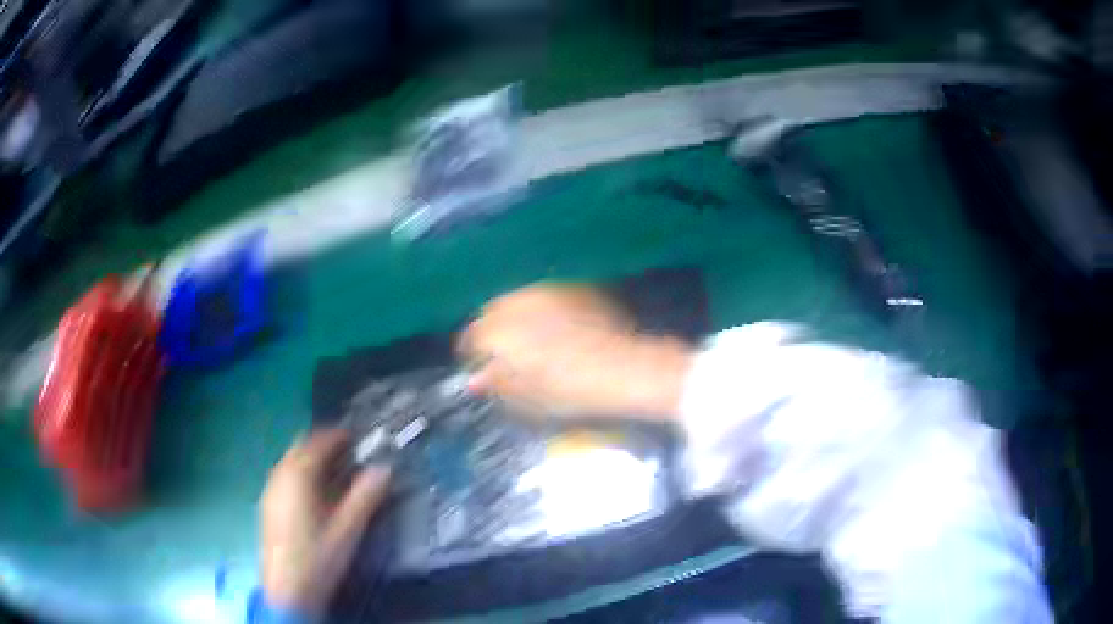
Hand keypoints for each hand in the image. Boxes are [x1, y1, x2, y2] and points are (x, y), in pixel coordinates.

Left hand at [260, 429, 390, 613]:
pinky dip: (301, 473)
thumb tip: (384, 469)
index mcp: (297, 476)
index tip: (357, 437)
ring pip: (290, 461)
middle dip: (323, 445)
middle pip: (300, 447)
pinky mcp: (268, 505)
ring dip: (311, 459)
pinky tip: (315, 494)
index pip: (317, 442)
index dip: (337, 435)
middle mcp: (279, 476)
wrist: (288, 589)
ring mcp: (270, 490)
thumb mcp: (348, 529)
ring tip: (335, 472)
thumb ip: (365, 497)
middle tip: (348, 452)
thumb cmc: (319, 558)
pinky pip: (285, 476)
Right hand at [459, 283, 692, 418]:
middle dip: (492, 328)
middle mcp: (517, 303)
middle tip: (503, 351)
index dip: (472, 352)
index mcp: (499, 331)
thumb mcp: (526, 396)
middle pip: (493, 311)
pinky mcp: (571, 288)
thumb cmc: (568, 390)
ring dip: (516, 315)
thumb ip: (496, 383)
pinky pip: (546, 295)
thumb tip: (475, 381)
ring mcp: (546, 291)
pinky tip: (556, 325)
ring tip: (529, 336)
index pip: (472, 336)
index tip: (478, 364)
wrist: (621, 368)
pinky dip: (542, 309)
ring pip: (518, 298)